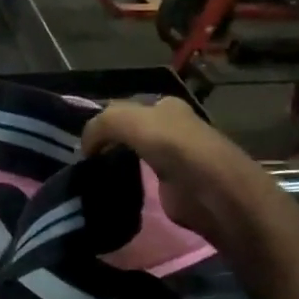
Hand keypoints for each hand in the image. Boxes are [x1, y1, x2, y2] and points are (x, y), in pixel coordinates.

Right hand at [82, 98, 297, 298]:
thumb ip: (101, 124)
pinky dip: (128, 183)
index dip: (101, 124)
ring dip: (115, 164)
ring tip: (93, 178)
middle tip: (85, 163)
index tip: (82, 145)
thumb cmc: (175, 148)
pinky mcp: (175, 188)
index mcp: (165, 106)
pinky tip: (115, 191)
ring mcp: (175, 158)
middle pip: (129, 132)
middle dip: (108, 143)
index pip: (122, 109)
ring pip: (134, 155)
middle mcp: (172, 127)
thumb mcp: (130, 121)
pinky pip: (142, 180)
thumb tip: (85, 147)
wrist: (216, 192)